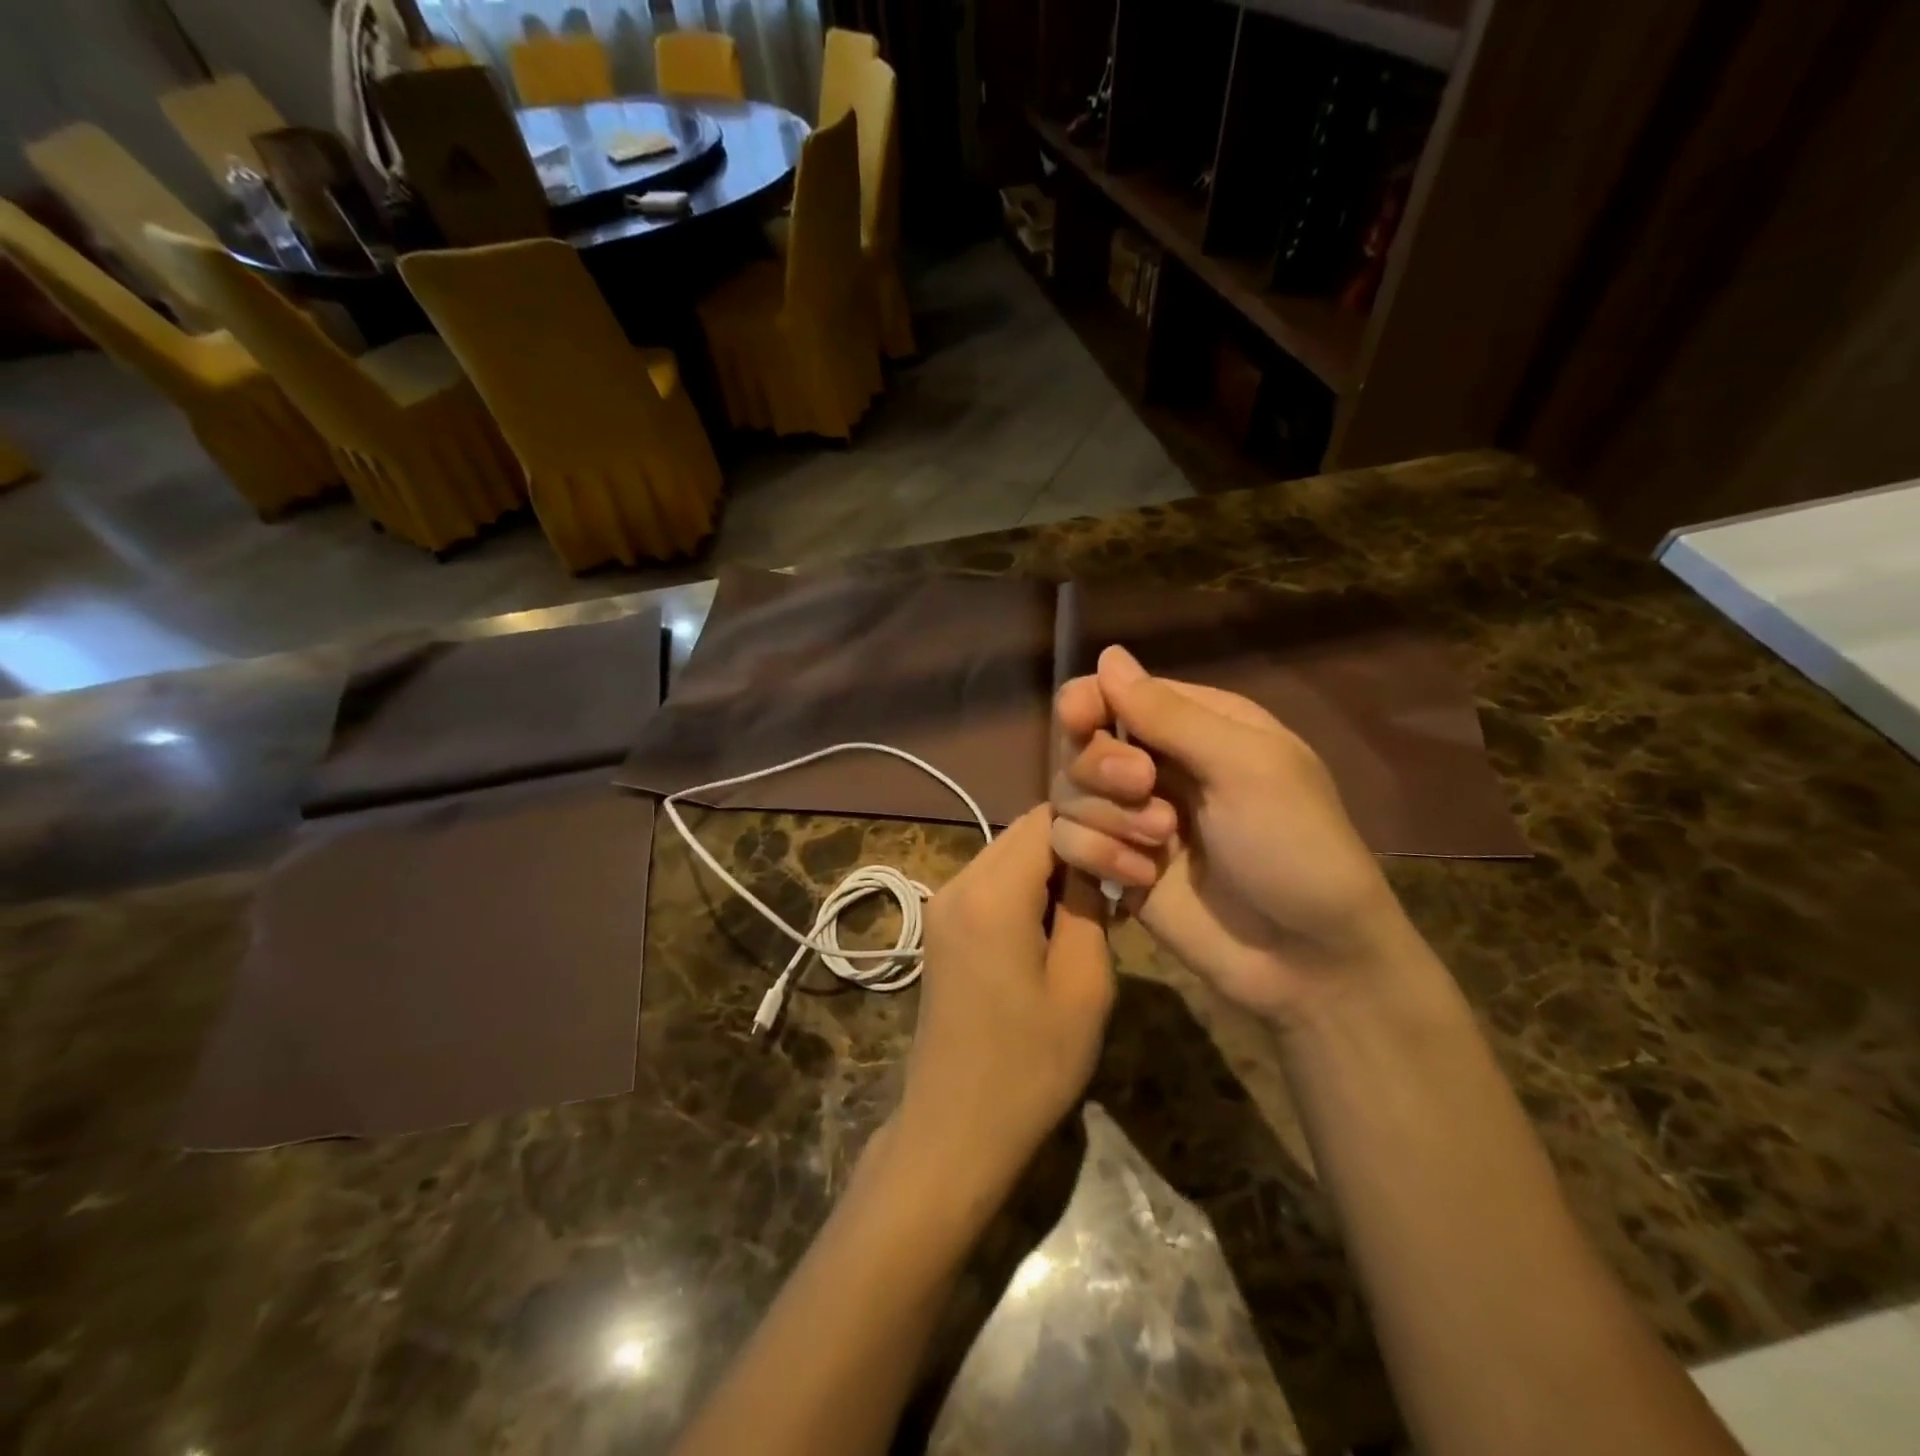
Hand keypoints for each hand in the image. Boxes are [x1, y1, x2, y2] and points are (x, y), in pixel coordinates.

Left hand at [898, 806, 1112, 1194]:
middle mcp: (958, 883)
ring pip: (1007, 855)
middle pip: (1023, 832)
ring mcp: (942, 903)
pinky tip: (1054, 926)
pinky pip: (990, 883)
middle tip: (1119, 880)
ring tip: (1093, 907)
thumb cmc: (1030, 1065)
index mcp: (992, 893)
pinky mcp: (941, 926)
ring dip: (1050, 869)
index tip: (1132, 852)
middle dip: (1073, 845)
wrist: (955, 1127)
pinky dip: (1025, 889)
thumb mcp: (1084, 985)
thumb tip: (1095, 860)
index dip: (1095, 825)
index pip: (1048, 819)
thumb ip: (1090, 906)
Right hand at [1050, 645, 1420, 1029]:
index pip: (1116, 692)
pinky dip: (1098, 855)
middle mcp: (1156, 764)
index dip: (1088, 702)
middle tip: (1144, 787)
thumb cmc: (1295, 847)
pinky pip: (1067, 841)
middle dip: (1102, 766)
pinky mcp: (1115, 865)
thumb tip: (1107, 655)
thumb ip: (1171, 715)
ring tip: (1160, 844)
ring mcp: (1132, 817)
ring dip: (1106, 816)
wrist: (1307, 959)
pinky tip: (1141, 879)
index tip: (1080, 721)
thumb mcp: (1246, 767)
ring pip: (1067, 791)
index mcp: (1196, 726)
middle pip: (1081, 741)